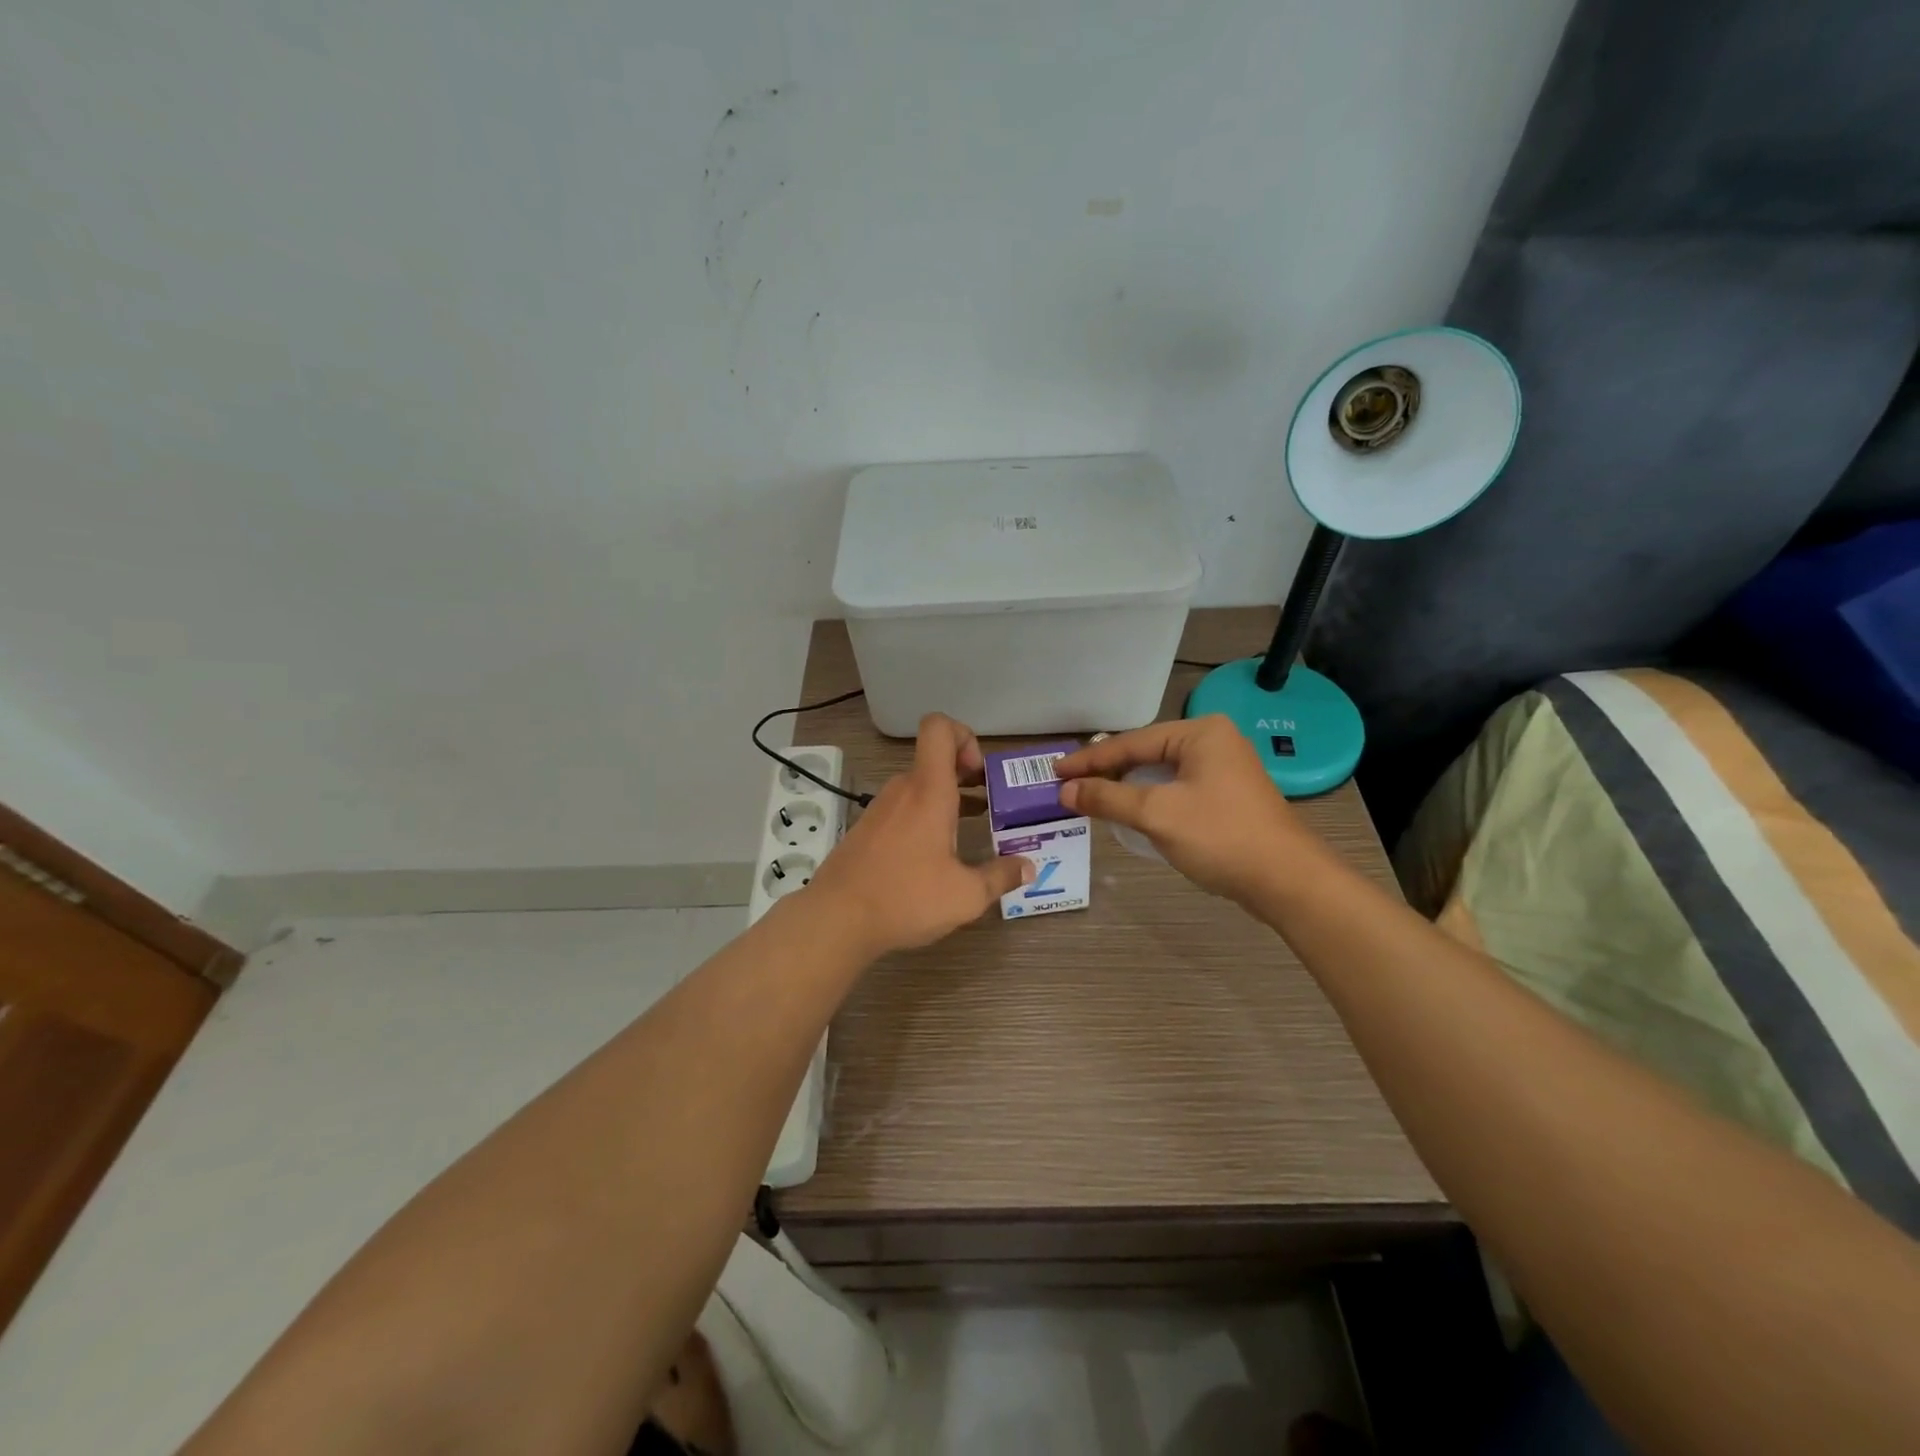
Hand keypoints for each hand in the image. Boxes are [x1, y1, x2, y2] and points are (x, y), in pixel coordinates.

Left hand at [806, 713, 1032, 955]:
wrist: (835, 919)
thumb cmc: (905, 898)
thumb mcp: (965, 895)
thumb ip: (1000, 877)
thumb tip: (1028, 866)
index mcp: (929, 791)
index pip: (938, 728)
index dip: (964, 735)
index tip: (979, 774)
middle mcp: (903, 790)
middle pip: (934, 759)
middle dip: (966, 774)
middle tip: (990, 804)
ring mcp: (881, 808)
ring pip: (920, 786)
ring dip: (947, 799)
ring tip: (971, 830)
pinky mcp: (868, 829)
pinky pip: (904, 808)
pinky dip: (925, 818)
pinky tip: (936, 855)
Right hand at [1055, 715, 1323, 906]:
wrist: (1287, 881)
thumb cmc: (1220, 837)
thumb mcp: (1157, 814)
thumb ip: (1108, 797)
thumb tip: (1066, 791)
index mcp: (1200, 733)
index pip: (1131, 742)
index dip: (1090, 760)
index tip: (1055, 772)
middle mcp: (1213, 742)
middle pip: (1145, 754)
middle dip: (1107, 771)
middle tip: (1069, 784)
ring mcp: (1223, 769)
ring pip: (1160, 773)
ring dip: (1126, 786)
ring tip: (1090, 796)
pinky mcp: (1226, 796)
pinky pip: (1175, 789)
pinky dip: (1148, 798)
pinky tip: (1129, 811)